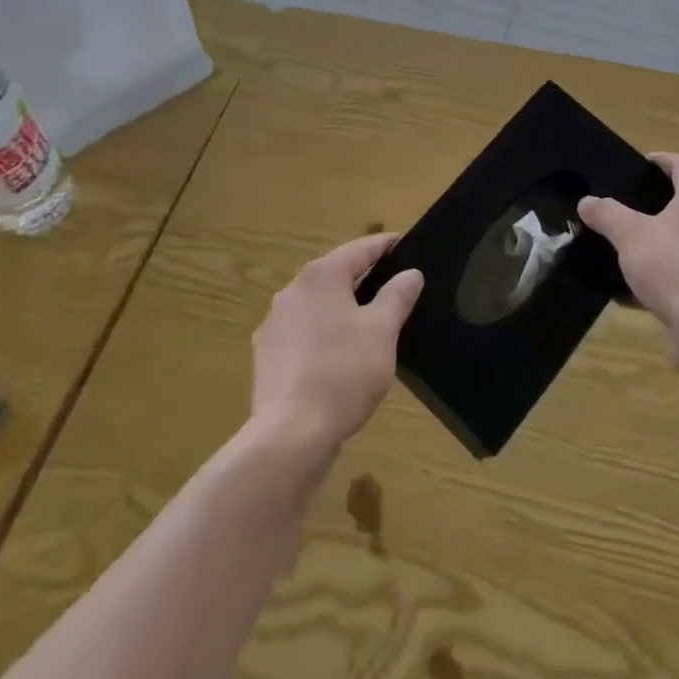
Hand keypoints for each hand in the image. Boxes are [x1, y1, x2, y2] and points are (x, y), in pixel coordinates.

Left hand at [250, 234, 424, 455]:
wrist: (290, 435)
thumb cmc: (343, 372)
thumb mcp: (382, 331)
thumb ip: (397, 296)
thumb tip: (411, 273)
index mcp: (321, 275)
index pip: (360, 249)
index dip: (385, 245)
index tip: (406, 243)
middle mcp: (292, 290)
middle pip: (335, 274)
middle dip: (363, 278)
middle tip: (394, 285)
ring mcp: (275, 324)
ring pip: (317, 305)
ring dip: (342, 308)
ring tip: (370, 323)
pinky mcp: (267, 356)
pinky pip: (303, 333)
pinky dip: (324, 335)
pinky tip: (339, 357)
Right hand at [579, 153, 678, 339]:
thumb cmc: (672, 267)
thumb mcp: (629, 235)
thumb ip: (607, 214)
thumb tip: (587, 202)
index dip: (662, 160)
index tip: (641, 166)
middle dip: (662, 200)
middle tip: (632, 205)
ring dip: (665, 236)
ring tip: (633, 246)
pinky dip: (668, 270)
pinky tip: (640, 290)